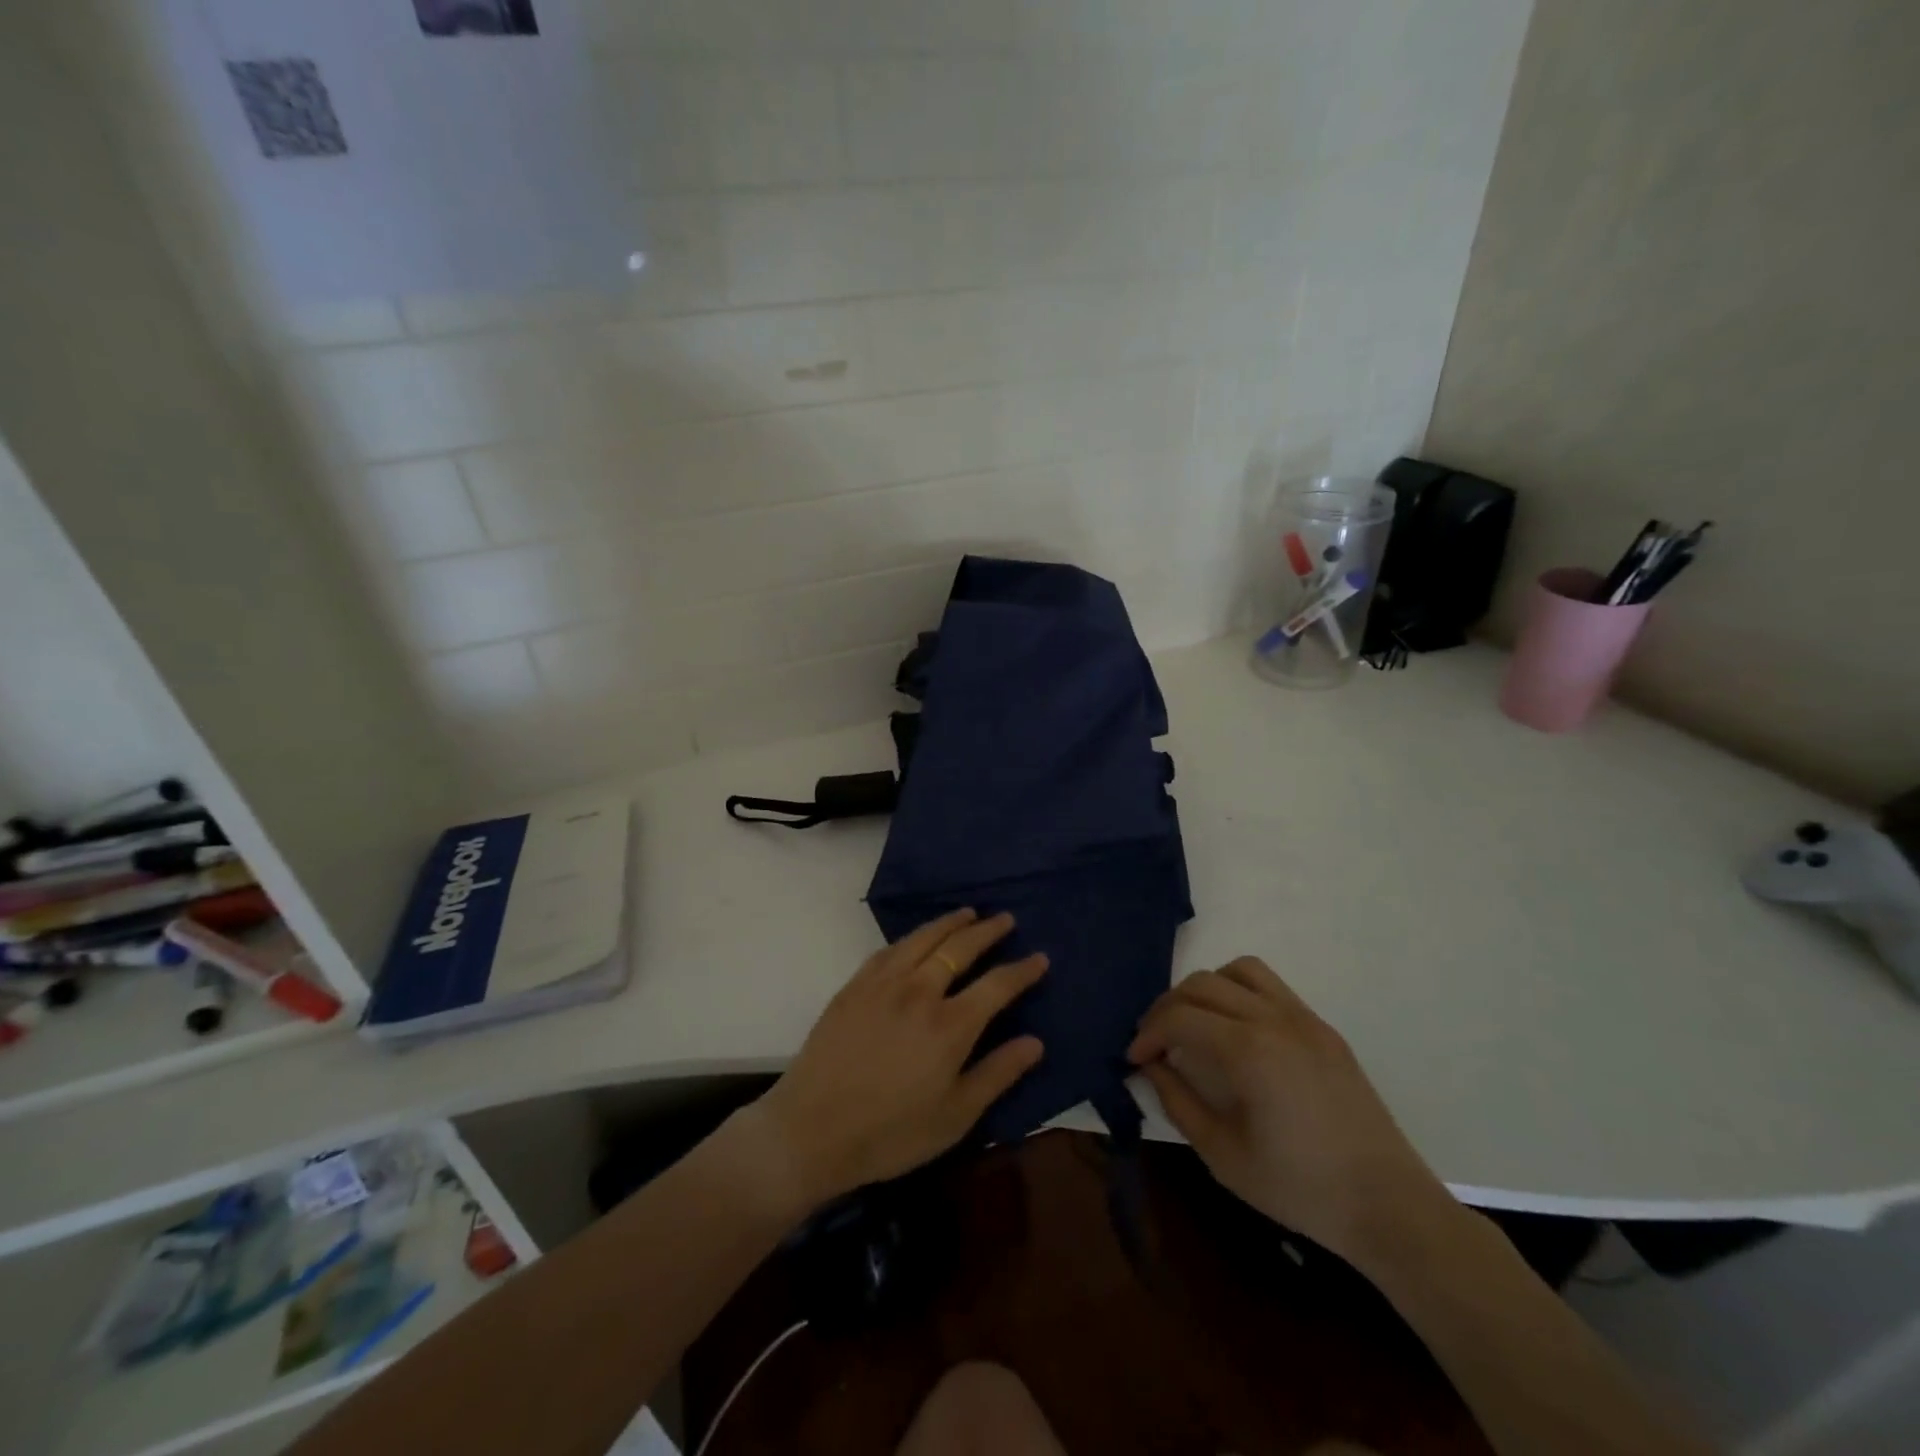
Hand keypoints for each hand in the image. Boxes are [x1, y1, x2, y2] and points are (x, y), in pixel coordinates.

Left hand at [749, 909, 1046, 1208]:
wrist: (811, 1131)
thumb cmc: (891, 1133)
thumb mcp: (956, 1117)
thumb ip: (998, 1074)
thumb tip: (1035, 1042)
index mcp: (951, 1025)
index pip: (997, 984)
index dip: (1022, 970)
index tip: (1040, 957)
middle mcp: (920, 991)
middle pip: (960, 948)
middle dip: (988, 931)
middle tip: (1005, 919)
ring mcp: (883, 984)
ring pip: (924, 939)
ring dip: (950, 923)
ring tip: (968, 914)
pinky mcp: (855, 986)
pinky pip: (890, 949)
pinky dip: (912, 937)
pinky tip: (917, 938)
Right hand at [1128, 957, 1452, 1268]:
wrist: (1389, 1207)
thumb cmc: (1301, 1189)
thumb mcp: (1224, 1156)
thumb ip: (1179, 1102)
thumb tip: (1151, 1066)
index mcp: (1249, 1050)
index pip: (1179, 1017)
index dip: (1147, 1033)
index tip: (1133, 1058)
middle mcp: (1274, 1019)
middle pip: (1203, 984)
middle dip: (1168, 1007)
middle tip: (1154, 1042)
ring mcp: (1304, 1019)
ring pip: (1240, 970)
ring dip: (1206, 988)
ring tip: (1195, 1023)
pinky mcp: (1324, 1029)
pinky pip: (1272, 987)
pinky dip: (1240, 993)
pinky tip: (1237, 1032)